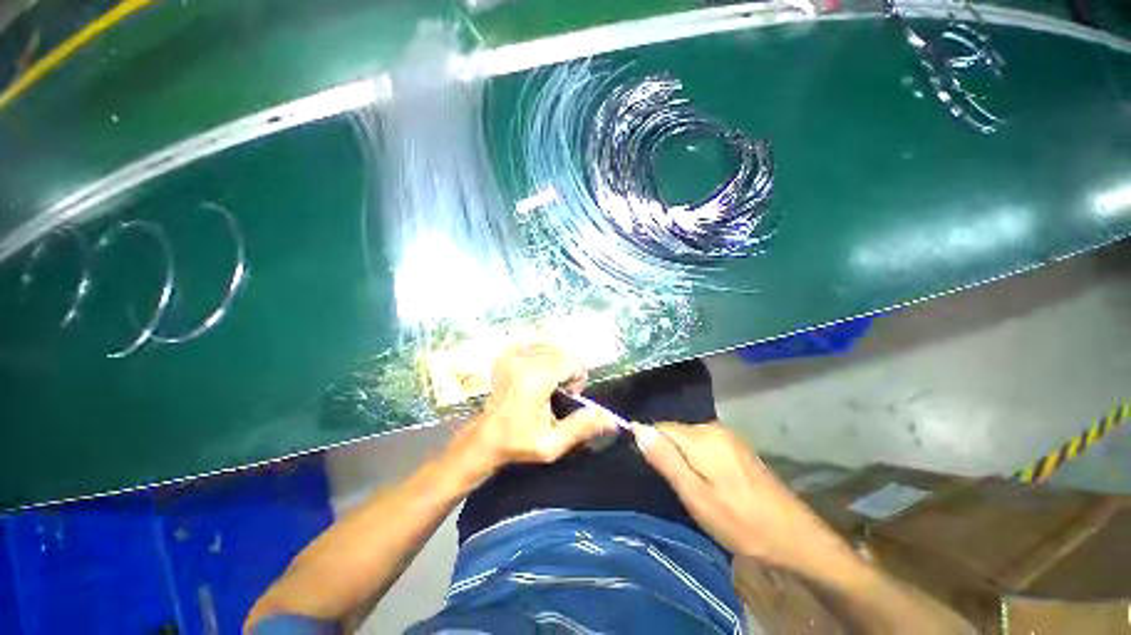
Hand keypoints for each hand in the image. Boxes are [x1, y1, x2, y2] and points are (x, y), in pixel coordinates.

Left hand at [451, 343, 615, 479]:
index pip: (573, 360)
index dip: (578, 376)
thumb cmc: (519, 443)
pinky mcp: (506, 354)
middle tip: (558, 391)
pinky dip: (543, 356)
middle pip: (563, 351)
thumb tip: (611, 418)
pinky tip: (536, 374)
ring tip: (547, 383)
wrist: (485, 438)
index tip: (569, 393)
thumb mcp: (553, 444)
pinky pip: (536, 345)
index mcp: (535, 379)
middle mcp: (523, 360)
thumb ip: (583, 427)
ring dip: (557, 362)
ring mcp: (512, 355)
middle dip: (569, 369)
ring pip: (551, 347)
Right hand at [633, 422, 850, 570]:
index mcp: (702, 437)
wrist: (796, 539)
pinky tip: (707, 483)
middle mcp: (714, 428)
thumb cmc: (741, 522)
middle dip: (667, 453)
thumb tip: (638, 429)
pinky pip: (704, 445)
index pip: (660, 427)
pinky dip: (697, 460)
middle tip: (673, 486)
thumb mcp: (696, 496)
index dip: (649, 445)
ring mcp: (728, 437)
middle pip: (675, 432)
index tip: (649, 471)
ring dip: (682, 458)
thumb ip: (666, 459)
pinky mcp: (737, 448)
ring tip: (688, 488)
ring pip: (689, 439)